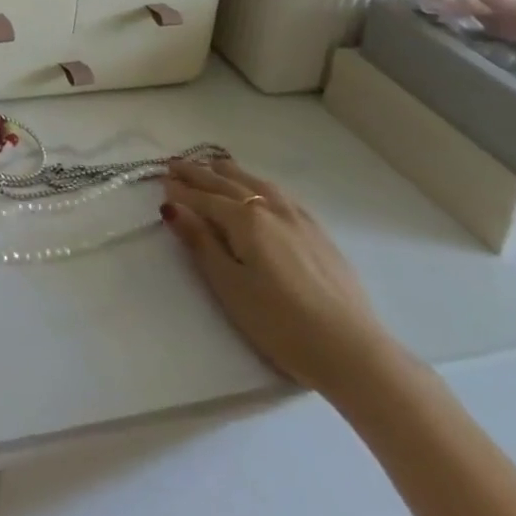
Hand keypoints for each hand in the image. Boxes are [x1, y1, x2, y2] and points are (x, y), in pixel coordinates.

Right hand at [162, 155, 400, 397]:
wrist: (353, 351)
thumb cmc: (281, 324)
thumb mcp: (230, 286)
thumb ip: (201, 243)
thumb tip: (172, 206)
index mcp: (245, 219)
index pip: (204, 198)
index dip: (181, 191)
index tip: (161, 180)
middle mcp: (270, 208)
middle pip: (228, 183)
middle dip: (199, 173)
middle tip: (176, 164)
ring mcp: (298, 217)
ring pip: (256, 183)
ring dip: (230, 172)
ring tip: (213, 165)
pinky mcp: (318, 232)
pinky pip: (279, 193)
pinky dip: (258, 183)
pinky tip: (260, 189)